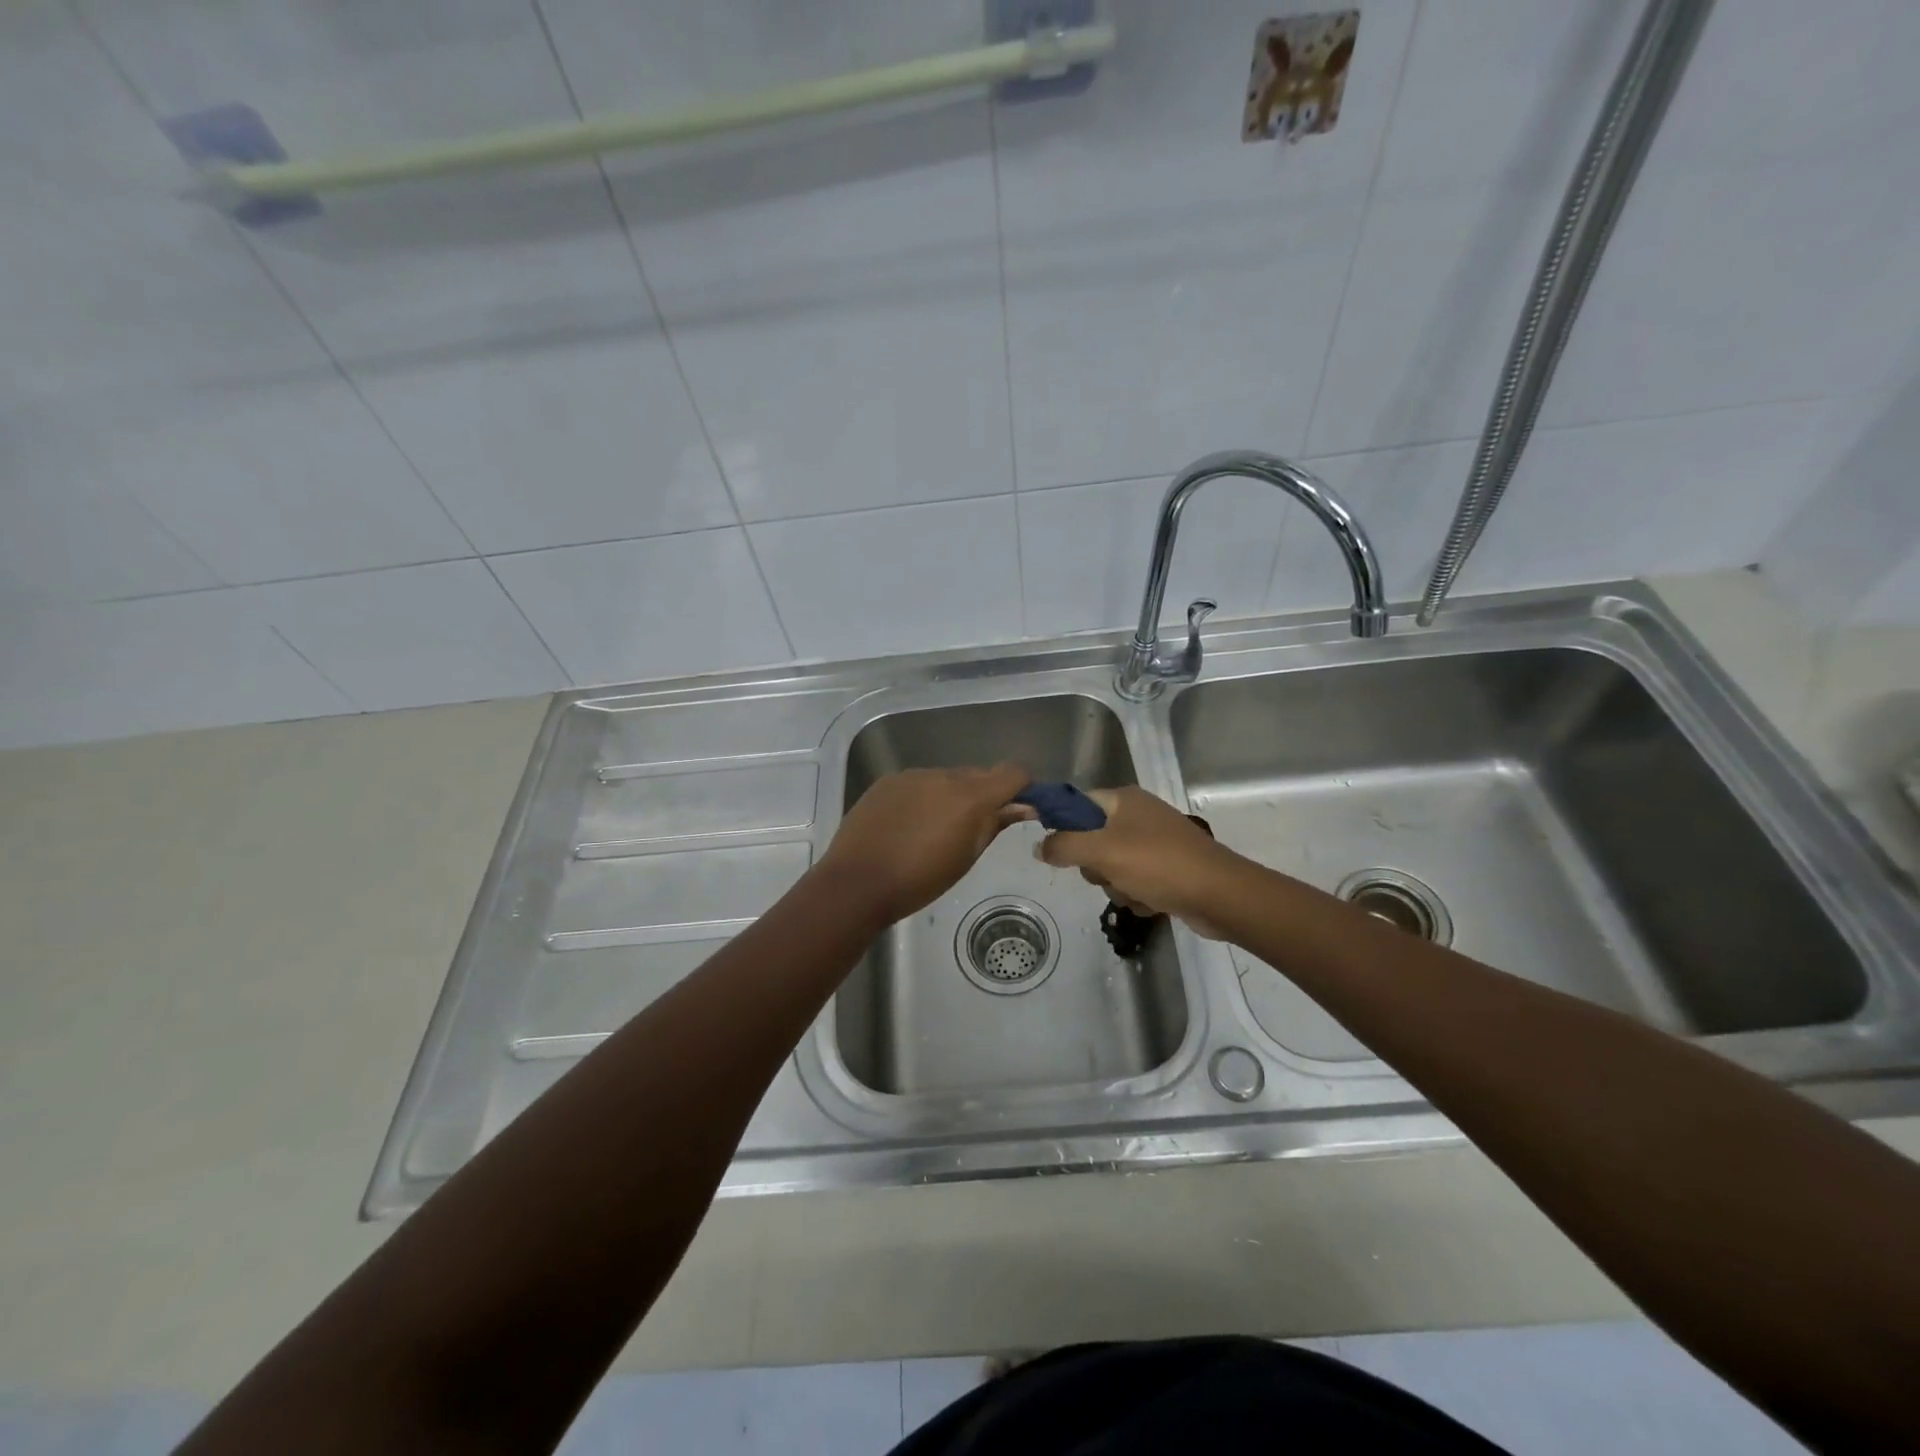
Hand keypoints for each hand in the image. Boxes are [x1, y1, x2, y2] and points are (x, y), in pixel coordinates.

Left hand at [821, 764, 1030, 927]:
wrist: (857, 883)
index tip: (1019, 807)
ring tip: (935, 830)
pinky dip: (924, 797)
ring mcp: (912, 775)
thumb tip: (1022, 806)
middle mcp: (943, 776)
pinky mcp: (888, 781)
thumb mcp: (966, 858)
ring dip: (951, 796)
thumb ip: (994, 824)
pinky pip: (919, 783)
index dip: (1022, 786)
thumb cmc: (920, 880)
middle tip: (974, 827)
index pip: (1013, 772)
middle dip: (984, 794)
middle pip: (978, 774)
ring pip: (946, 778)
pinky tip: (909, 825)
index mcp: (970, 796)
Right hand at [1035, 786, 1235, 936]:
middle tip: (1107, 872)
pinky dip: (1139, 895)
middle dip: (1096, 866)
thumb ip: (1064, 846)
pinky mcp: (1167, 869)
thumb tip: (1039, 846)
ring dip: (1118, 886)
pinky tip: (1152, 902)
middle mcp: (1139, 816)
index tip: (1056, 850)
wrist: (1220, 895)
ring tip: (1137, 892)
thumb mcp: (1102, 852)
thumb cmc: (1158, 864)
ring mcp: (1155, 843)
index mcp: (1124, 800)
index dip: (1062, 824)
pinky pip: (1135, 882)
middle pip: (1092, 840)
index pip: (1077, 804)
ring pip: (1112, 867)